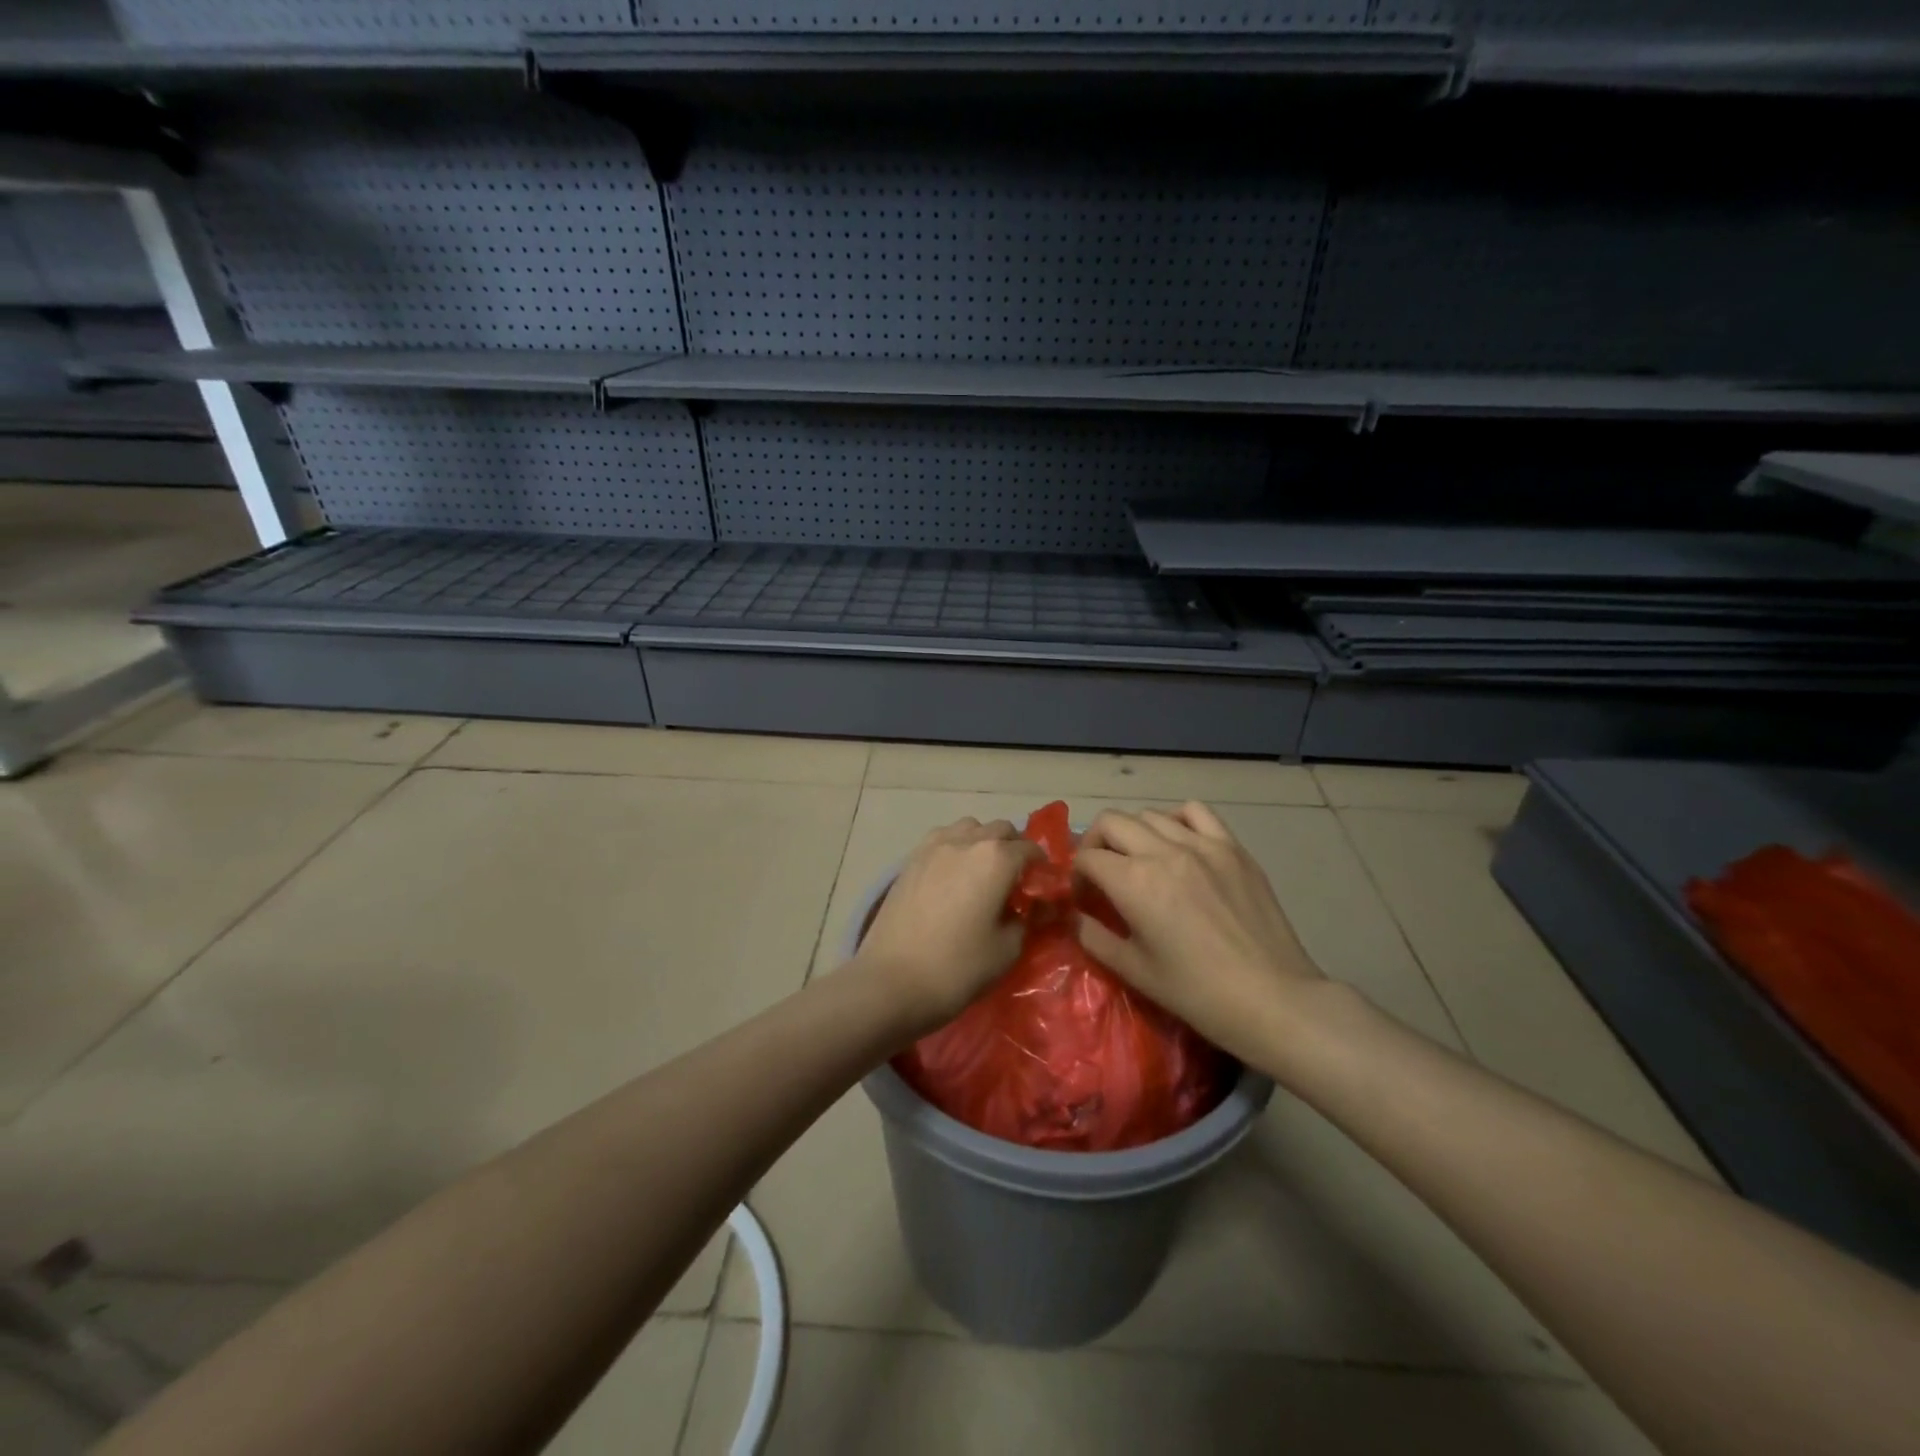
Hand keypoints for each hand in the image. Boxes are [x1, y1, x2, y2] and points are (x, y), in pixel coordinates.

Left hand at [854, 817, 1040, 1038]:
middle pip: (1000, 830)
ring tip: (983, 872)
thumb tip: (1033, 907)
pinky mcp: (910, 859)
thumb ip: (1027, 920)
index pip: (1030, 849)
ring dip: (983, 841)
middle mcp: (967, 841)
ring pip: (969, 828)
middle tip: (1017, 879)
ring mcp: (934, 846)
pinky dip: (956, 847)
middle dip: (1014, 848)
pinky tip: (953, 875)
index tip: (1044, 887)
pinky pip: (942, 839)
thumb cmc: (958, 968)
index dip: (1042, 867)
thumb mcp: (1007, 949)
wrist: (892, 981)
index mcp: (996, 859)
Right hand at [1075, 802, 1328, 1075]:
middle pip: (1111, 822)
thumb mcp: (1133, 970)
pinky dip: (1176, 820)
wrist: (1272, 999)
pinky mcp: (1233, 848)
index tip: (1083, 898)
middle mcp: (1164, 851)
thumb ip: (1094, 937)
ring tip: (1139, 859)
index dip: (1076, 875)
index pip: (1087, 857)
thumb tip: (1074, 916)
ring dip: (1133, 833)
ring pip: (1150, 814)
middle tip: (1101, 872)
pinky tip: (1177, 843)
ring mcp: (1203, 844)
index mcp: (1134, 881)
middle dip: (1095, 843)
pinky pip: (1195, 813)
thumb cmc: (1197, 992)